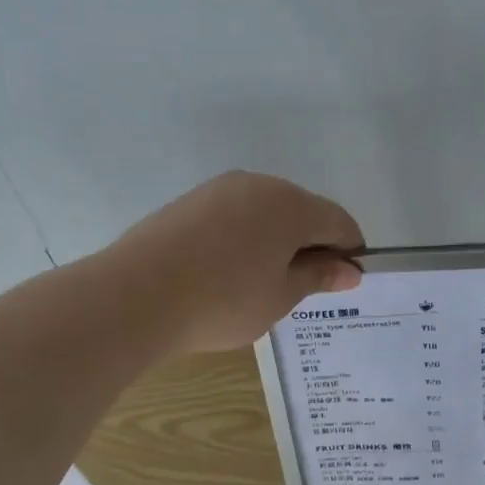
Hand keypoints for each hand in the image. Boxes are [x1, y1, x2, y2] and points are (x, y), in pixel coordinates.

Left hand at [109, 172, 364, 353]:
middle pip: (302, 212)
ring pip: (266, 212)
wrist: (135, 296)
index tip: (345, 282)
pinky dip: (244, 239)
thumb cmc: (224, 300)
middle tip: (303, 287)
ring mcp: (220, 189)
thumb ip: (318, 277)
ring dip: (276, 241)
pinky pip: (234, 216)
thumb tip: (350, 270)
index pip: (338, 222)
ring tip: (262, 283)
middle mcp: (259, 185)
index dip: (349, 251)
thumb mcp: (281, 296)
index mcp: (291, 205)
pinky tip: (228, 272)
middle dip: (311, 245)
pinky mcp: (190, 202)